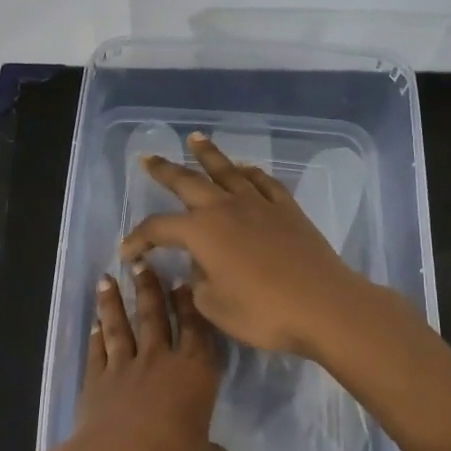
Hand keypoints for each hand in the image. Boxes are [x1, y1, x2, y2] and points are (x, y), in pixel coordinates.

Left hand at [55, 263, 230, 450]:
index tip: (182, 282)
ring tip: (106, 279)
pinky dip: (95, 336)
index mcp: (194, 373)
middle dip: (149, 289)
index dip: (189, 306)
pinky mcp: (96, 380)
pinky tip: (94, 323)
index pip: (195, 331)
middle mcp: (159, 361)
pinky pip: (98, 351)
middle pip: (154, 317)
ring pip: (120, 326)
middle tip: (141, 263)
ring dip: (113, 303)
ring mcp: (124, 367)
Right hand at [118, 133, 369, 356]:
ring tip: (195, 139)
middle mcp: (225, 208)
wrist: (323, 305)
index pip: (158, 228)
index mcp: (201, 231)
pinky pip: (263, 182)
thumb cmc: (262, 311)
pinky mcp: (287, 209)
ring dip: (208, 154)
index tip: (127, 252)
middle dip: (164, 170)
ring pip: (227, 170)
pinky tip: (245, 169)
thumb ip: (197, 282)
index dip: (138, 239)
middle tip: (148, 158)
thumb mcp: (214, 306)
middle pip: (187, 182)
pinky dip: (250, 172)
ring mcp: (258, 204)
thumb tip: (199, 266)